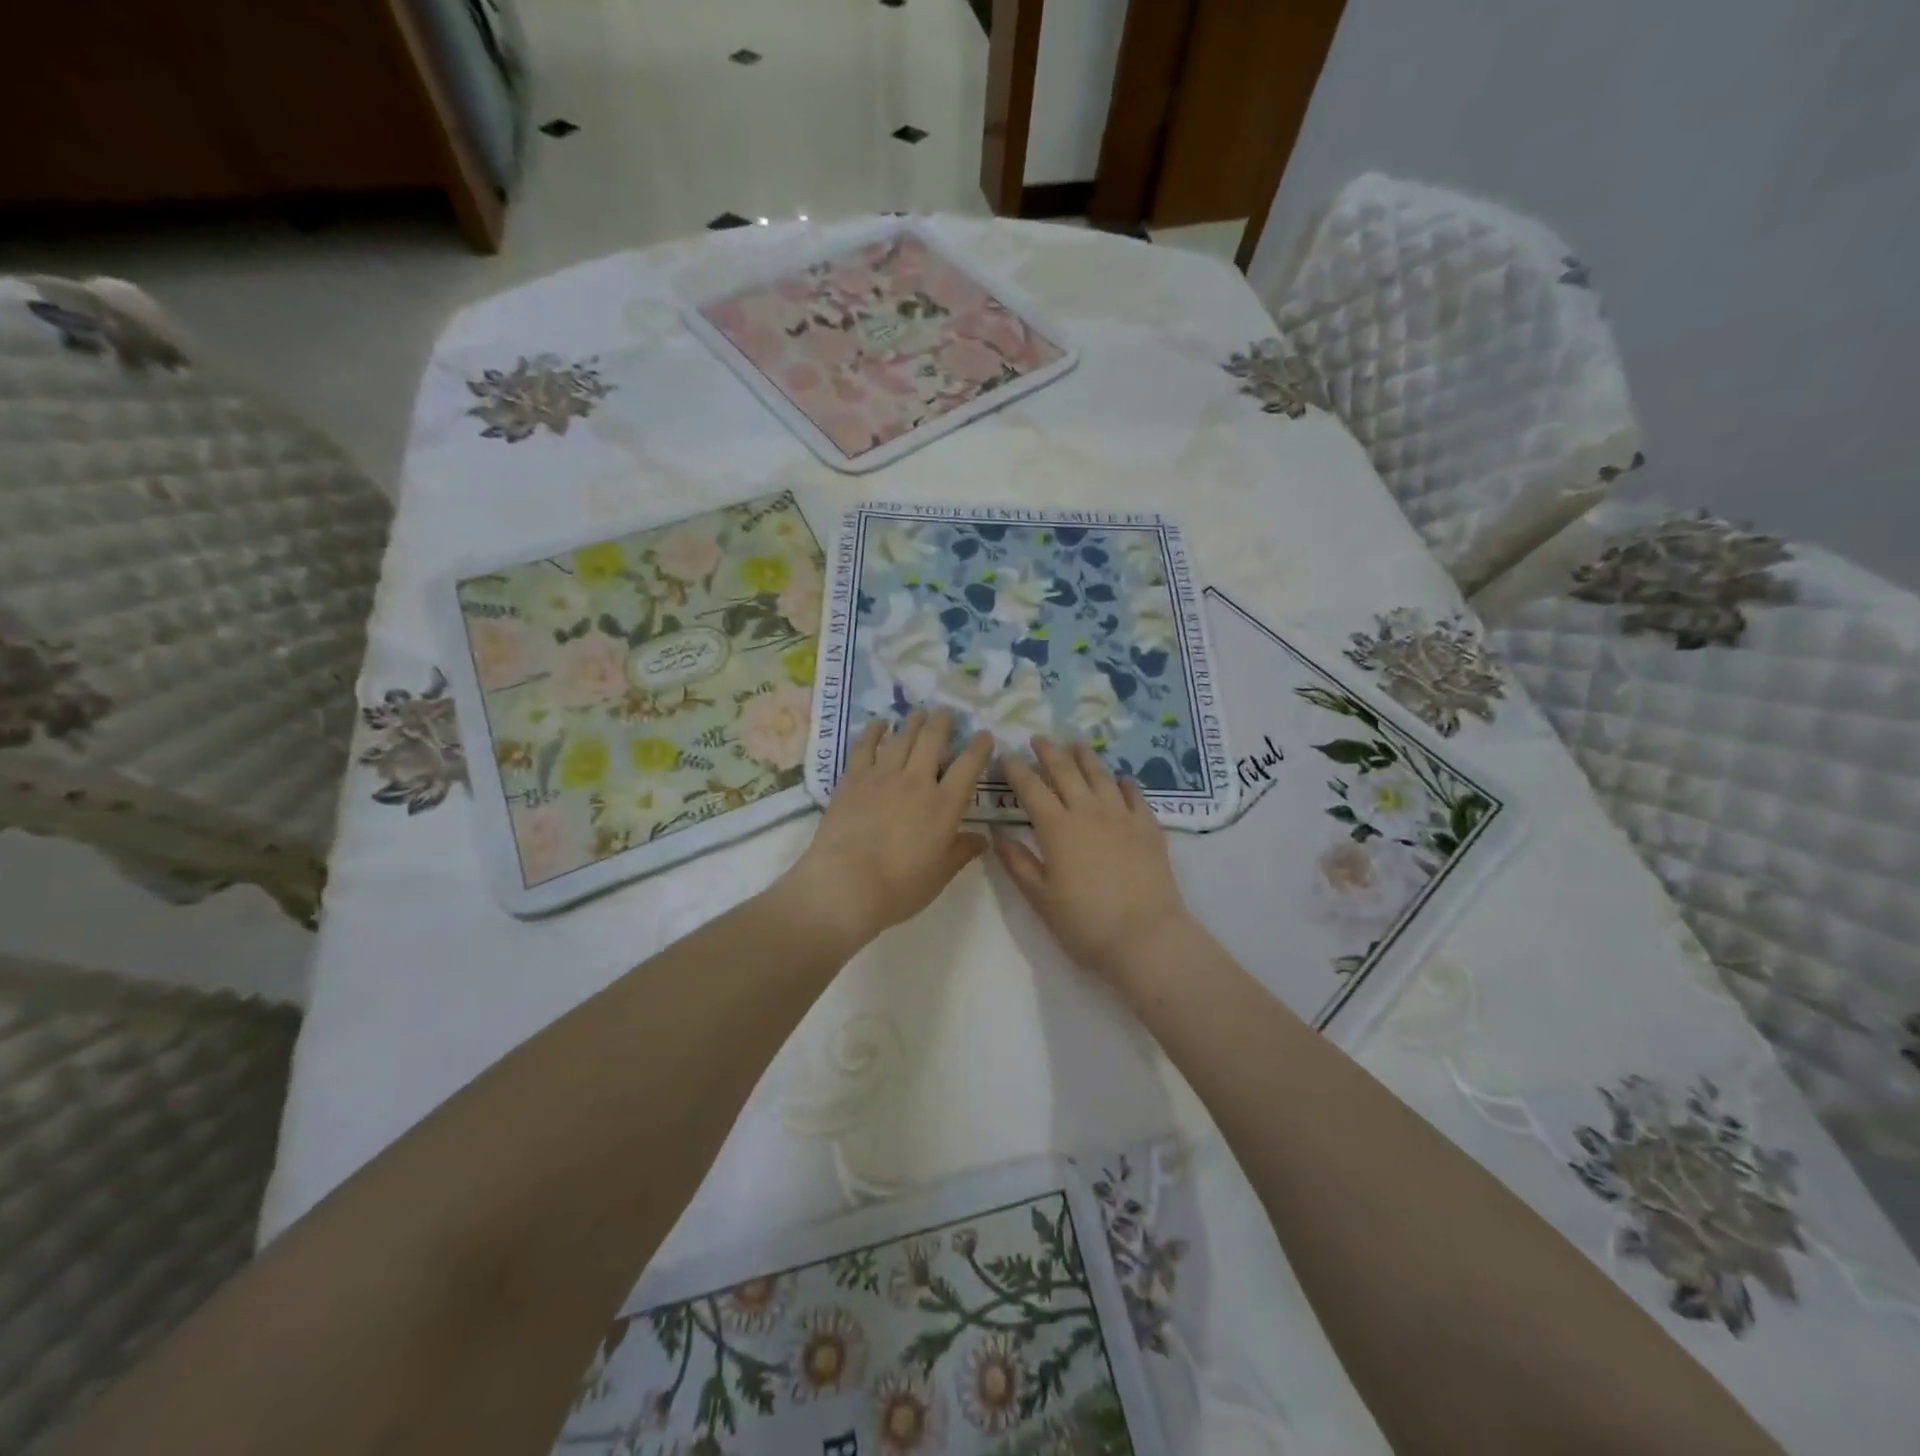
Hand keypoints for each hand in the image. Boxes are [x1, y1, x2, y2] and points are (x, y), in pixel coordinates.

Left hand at [782, 709, 993, 949]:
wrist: (846, 884)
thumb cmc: (900, 887)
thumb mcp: (940, 874)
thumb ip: (961, 851)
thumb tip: (982, 839)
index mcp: (944, 805)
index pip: (968, 767)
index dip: (979, 748)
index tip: (984, 735)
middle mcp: (917, 782)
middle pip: (933, 741)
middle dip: (942, 723)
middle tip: (946, 712)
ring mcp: (883, 776)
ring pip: (902, 738)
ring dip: (912, 722)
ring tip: (918, 711)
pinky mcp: (853, 779)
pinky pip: (865, 747)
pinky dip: (873, 732)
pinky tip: (878, 724)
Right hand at [995, 736, 1194, 979]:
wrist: (1145, 936)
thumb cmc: (1085, 923)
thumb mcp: (1041, 898)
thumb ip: (1018, 863)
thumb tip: (997, 835)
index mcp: (1057, 828)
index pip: (1031, 789)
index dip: (1016, 770)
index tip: (1006, 755)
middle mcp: (1089, 812)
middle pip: (1066, 772)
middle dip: (1049, 752)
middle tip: (1038, 738)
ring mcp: (1122, 816)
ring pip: (1100, 775)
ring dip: (1085, 757)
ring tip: (1076, 744)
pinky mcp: (1148, 826)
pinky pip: (1135, 795)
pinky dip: (1124, 783)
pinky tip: (1121, 779)